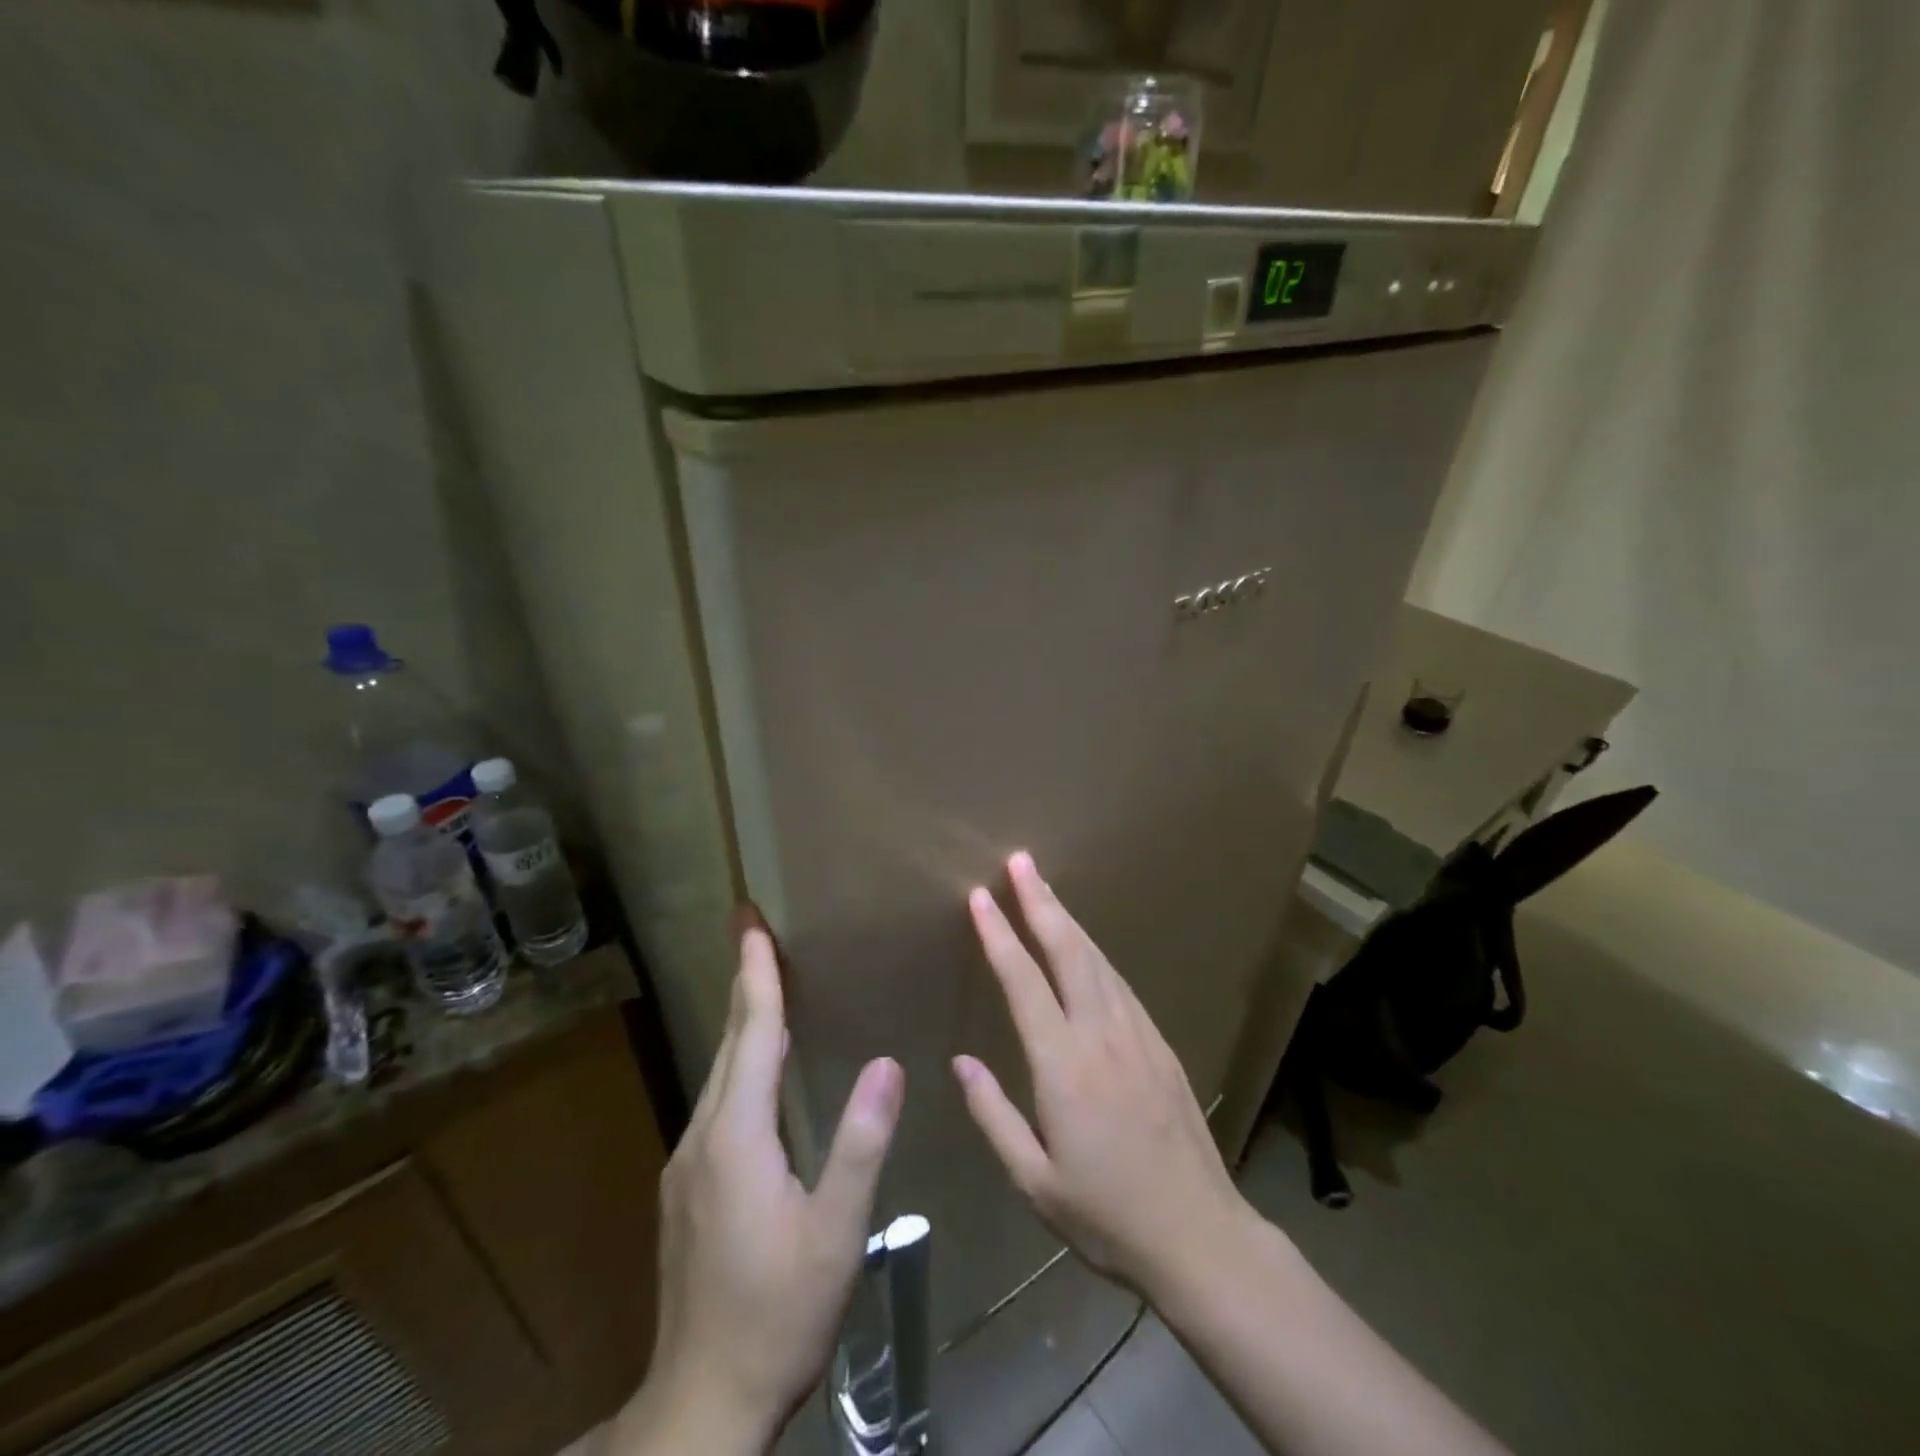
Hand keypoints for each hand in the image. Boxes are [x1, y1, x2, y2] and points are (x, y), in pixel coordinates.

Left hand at [615, 930, 904, 1453]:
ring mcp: (687, 1162)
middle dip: (744, 981)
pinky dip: (739, 1062)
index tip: (750, 921)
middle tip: (754, 930)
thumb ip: (860, 1144)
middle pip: (730, 1042)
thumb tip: (887, 1062)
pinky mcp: (687, 1187)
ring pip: (720, 1072)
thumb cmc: (778, 1314)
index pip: (752, 1033)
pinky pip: (718, 1101)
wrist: (702, 1405)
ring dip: (743, 1021)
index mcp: (738, 1136)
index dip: (756, 973)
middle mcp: (704, 1135)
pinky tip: (757, 1069)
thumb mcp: (834, 1232)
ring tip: (763, 982)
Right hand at [953, 852, 1250, 1296]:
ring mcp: (1138, 1034)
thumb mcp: (1034, 1181)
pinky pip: (1120, 983)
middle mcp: (1102, 1034)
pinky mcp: (1161, 1044)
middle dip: (1040, 901)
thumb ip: (994, 1115)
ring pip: (1097, 959)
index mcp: (1064, 1065)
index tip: (980, 896)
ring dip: (1068, 920)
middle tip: (1021, 861)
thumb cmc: (1106, 1215)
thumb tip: (961, 1062)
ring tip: (1045, 889)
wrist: (1200, 1236)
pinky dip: (1096, 953)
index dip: (998, 934)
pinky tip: (1086, 947)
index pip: (1023, 981)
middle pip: (1068, 950)